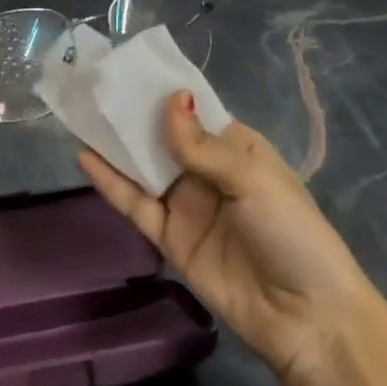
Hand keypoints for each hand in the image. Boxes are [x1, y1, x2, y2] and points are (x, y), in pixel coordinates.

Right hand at [78, 92, 379, 385]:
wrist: (306, 319)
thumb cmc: (291, 232)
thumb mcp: (252, 179)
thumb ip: (202, 145)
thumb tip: (171, 98)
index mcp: (235, 147)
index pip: (193, 110)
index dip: (162, 90)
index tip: (125, 67)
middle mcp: (207, 170)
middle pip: (162, 136)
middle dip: (131, 113)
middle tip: (92, 85)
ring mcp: (186, 204)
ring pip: (143, 166)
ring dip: (115, 143)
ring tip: (80, 112)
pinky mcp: (169, 237)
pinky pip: (135, 203)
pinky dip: (110, 182)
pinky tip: (84, 158)